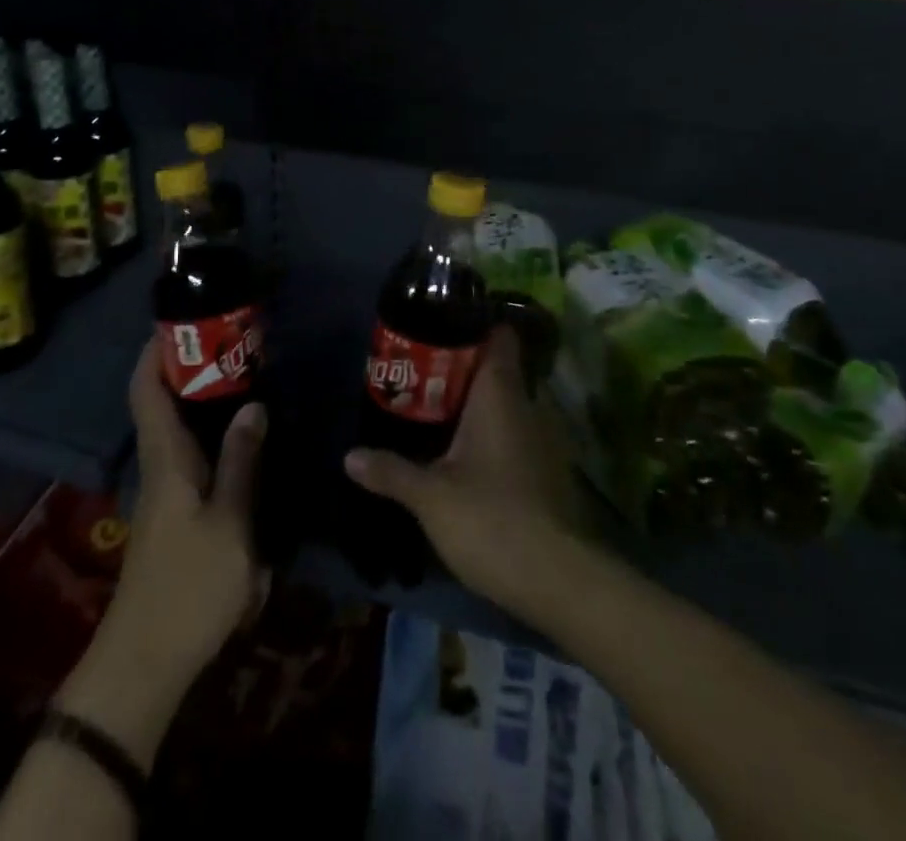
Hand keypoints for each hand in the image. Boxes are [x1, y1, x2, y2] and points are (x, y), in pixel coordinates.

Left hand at [100, 337, 267, 689]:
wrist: (147, 661)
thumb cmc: (189, 586)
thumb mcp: (231, 522)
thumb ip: (242, 462)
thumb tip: (254, 405)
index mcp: (166, 457)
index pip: (146, 390)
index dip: (154, 351)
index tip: (181, 320)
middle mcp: (159, 465)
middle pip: (161, 401)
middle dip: (189, 366)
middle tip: (233, 341)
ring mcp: (165, 491)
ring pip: (176, 427)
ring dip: (201, 397)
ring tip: (245, 375)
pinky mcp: (174, 513)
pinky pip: (189, 453)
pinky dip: (209, 430)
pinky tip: (242, 436)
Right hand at [344, 326, 581, 621]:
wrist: (556, 580)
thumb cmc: (490, 519)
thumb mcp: (430, 496)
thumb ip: (390, 471)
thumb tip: (349, 456)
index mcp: (500, 394)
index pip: (499, 336)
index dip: (473, 324)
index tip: (439, 325)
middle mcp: (526, 405)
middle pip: (496, 368)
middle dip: (461, 366)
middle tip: (419, 371)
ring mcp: (540, 438)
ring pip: (505, 402)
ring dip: (474, 401)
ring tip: (433, 407)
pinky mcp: (545, 469)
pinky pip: (513, 431)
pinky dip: (489, 431)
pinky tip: (462, 450)